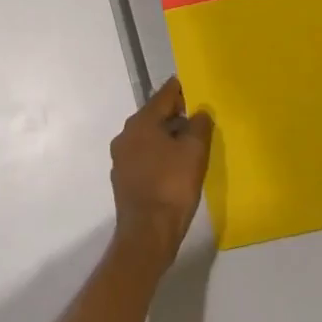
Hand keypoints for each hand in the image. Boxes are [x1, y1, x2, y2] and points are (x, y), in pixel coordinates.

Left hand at [110, 78, 213, 265]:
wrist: (147, 234)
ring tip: (188, 143)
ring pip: (148, 137)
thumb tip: (200, 111)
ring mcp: (121, 157)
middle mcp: (126, 134)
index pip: (164, 95)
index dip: (181, 90)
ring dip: (166, 136)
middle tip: (197, 118)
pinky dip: (158, 155)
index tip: (194, 87)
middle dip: (175, 115)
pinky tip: (173, 167)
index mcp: (141, 122)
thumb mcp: (194, 152)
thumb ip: (199, 126)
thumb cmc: (172, 186)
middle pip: (154, 115)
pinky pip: (144, 156)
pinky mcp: (122, 178)